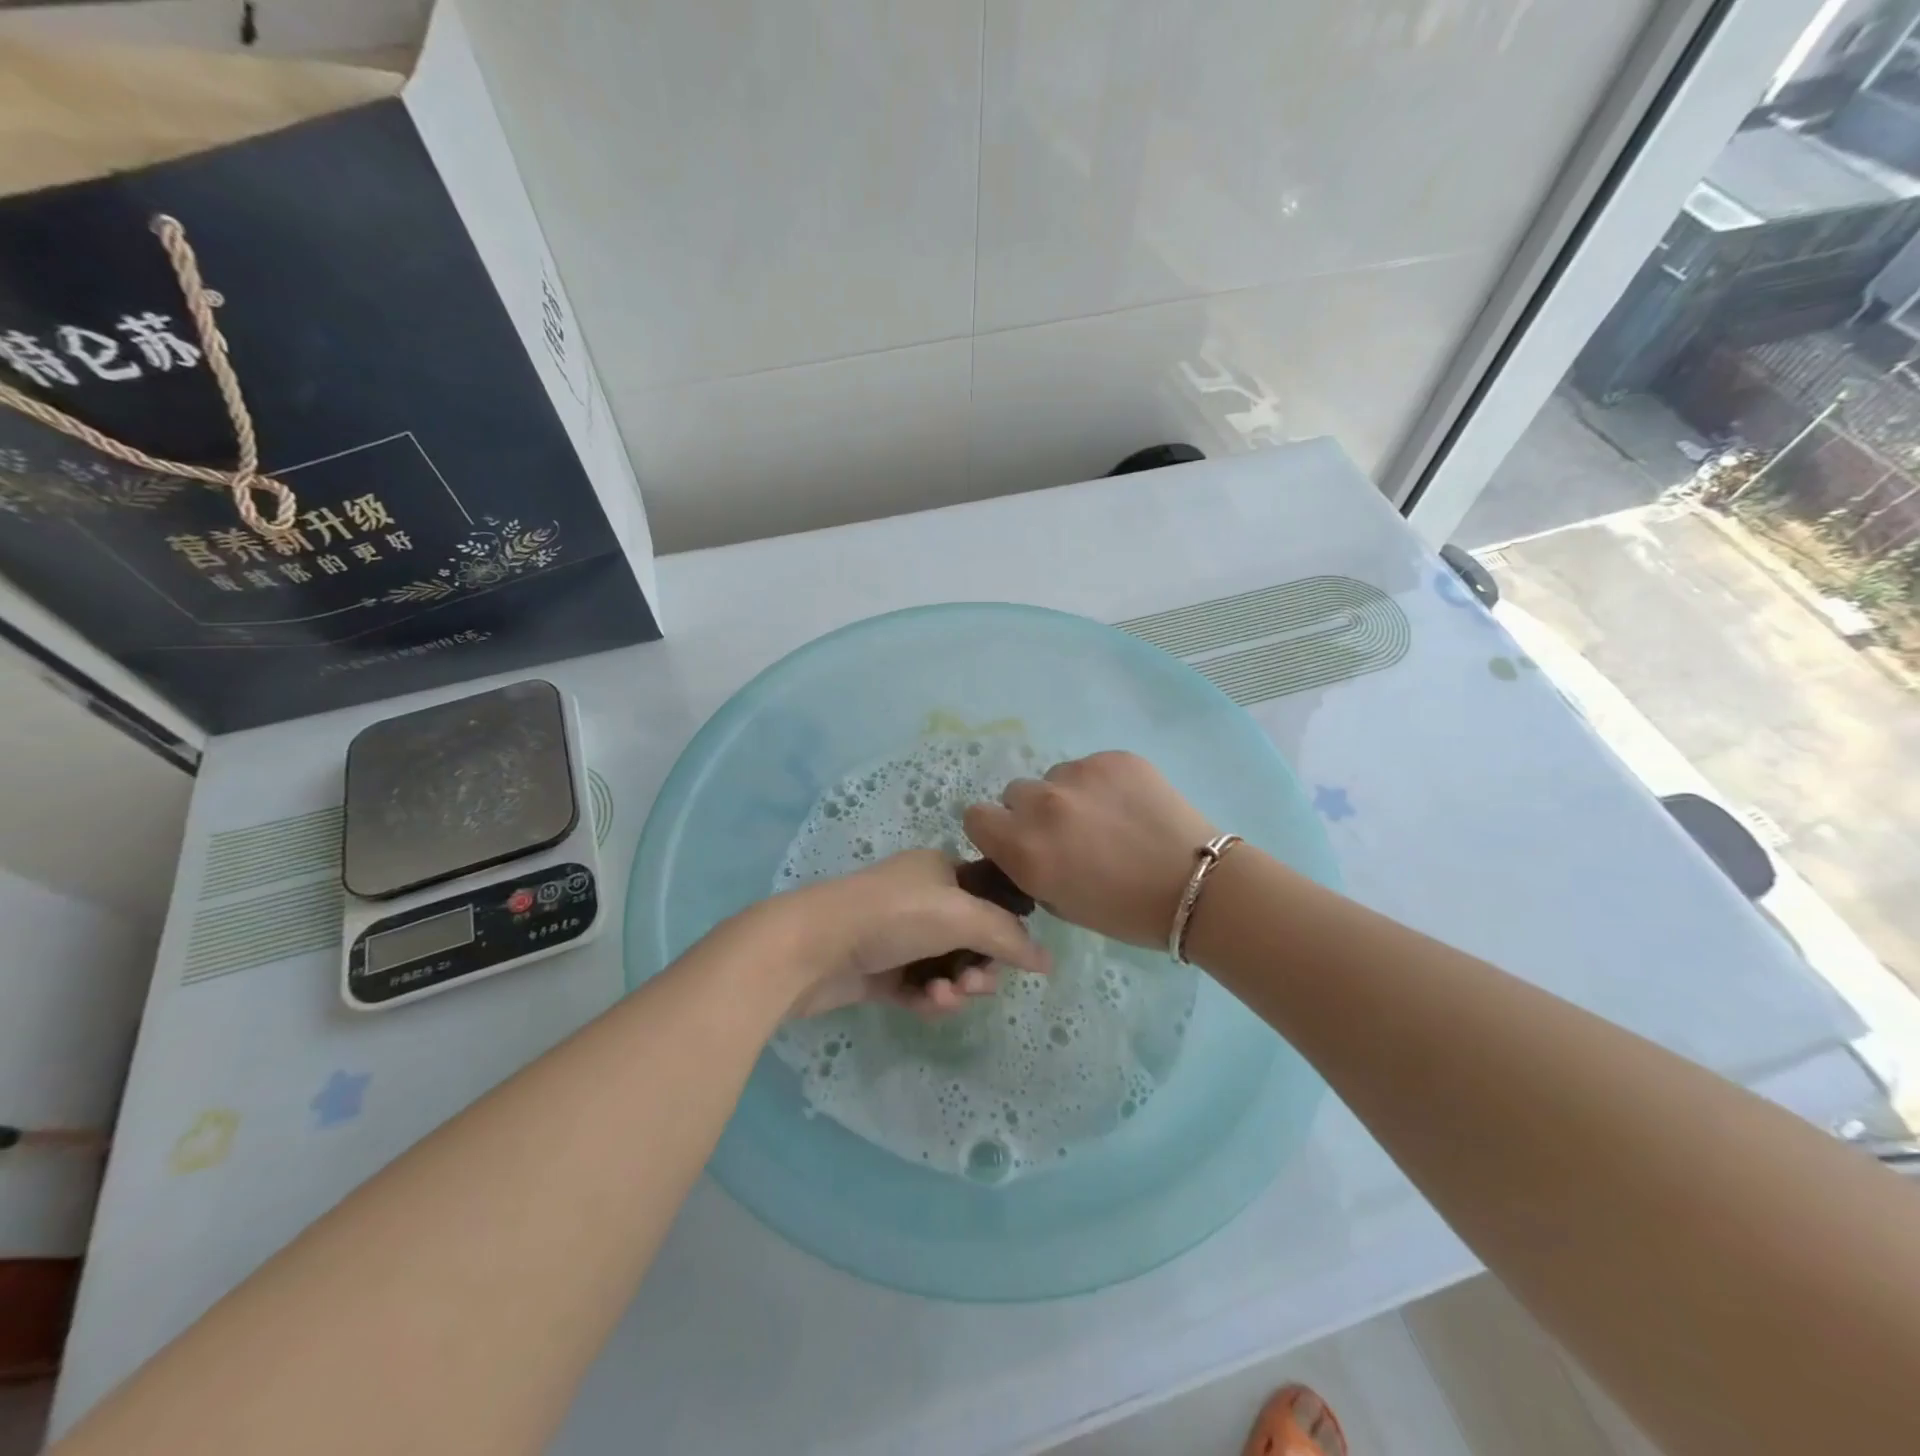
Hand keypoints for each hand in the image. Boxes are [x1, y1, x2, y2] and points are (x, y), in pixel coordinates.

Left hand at [757, 849, 1050, 1017]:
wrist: (811, 947)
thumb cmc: (892, 916)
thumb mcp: (960, 915)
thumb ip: (1008, 936)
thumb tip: (1047, 960)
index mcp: (940, 870)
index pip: (990, 895)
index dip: (1007, 926)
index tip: (1016, 954)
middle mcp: (921, 899)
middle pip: (972, 937)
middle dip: (981, 964)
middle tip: (975, 983)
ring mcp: (898, 936)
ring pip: (948, 967)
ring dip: (956, 986)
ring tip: (944, 997)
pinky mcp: (880, 971)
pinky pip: (921, 987)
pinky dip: (929, 998)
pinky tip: (927, 1005)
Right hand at [963, 751, 1215, 948]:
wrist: (1196, 887)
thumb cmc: (1125, 912)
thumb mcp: (1059, 902)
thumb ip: (1027, 867)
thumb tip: (1022, 845)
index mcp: (1024, 848)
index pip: (975, 816)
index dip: (994, 829)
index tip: (1015, 839)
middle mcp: (1042, 805)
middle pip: (1015, 793)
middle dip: (1031, 811)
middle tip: (1067, 833)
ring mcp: (1079, 775)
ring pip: (1054, 777)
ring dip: (1067, 795)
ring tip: (1106, 819)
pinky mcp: (1112, 758)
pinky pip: (1090, 766)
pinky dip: (1101, 784)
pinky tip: (1129, 806)